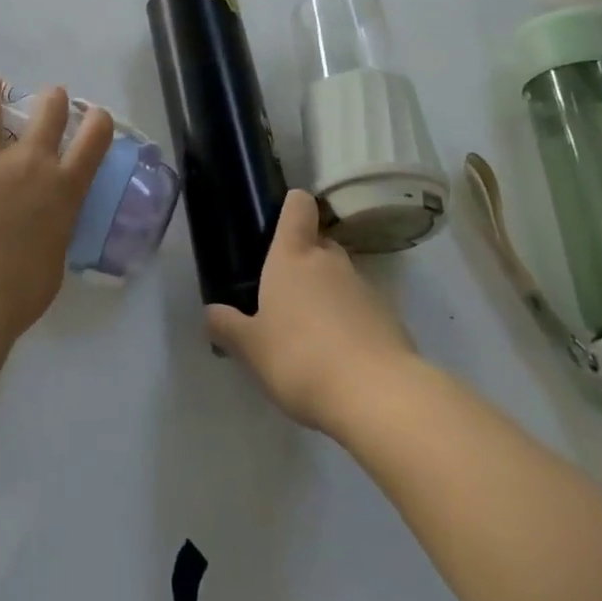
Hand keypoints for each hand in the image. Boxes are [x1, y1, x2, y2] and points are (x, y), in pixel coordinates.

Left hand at [0, 76, 113, 341]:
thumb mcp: (57, 254)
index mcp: (63, 187)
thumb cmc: (22, 290)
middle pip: (48, 113)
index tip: (96, 116)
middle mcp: (30, 163)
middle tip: (51, 95)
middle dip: (52, 99)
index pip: (93, 140)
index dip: (98, 122)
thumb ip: (55, 226)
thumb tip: (47, 223)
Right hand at [207, 189, 418, 432]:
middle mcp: (330, 260)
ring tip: (311, 335)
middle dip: (306, 260)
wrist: (377, 395)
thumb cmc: (301, 358)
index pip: (298, 205)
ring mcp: (365, 286)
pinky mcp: (390, 317)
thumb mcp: (252, 348)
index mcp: (293, 256)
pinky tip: (340, 358)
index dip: (291, 207)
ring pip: (341, 277)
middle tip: (285, 295)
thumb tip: (211, 312)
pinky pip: (362, 309)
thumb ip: (228, 327)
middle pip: (320, 242)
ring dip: (328, 295)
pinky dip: (351, 323)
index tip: (279, 225)